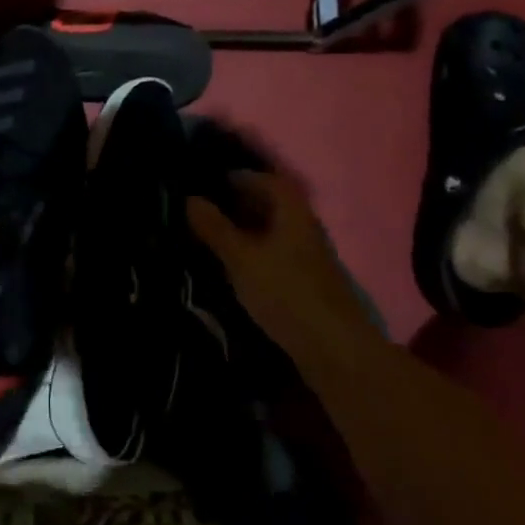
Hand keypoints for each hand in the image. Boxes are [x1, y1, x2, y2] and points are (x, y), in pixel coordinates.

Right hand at [187, 171, 373, 360]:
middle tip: (204, 208)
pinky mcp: (307, 279)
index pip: (265, 179)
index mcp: (292, 210)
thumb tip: (190, 198)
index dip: (237, 177)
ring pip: (273, 229)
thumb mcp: (241, 258)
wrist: (334, 348)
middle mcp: (304, 225)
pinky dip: (255, 249)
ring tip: (213, 235)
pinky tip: (236, 264)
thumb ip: (215, 228)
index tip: (208, 182)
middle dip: (239, 202)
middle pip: (271, 203)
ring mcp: (309, 253)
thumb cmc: (285, 292)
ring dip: (246, 228)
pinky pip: (276, 251)